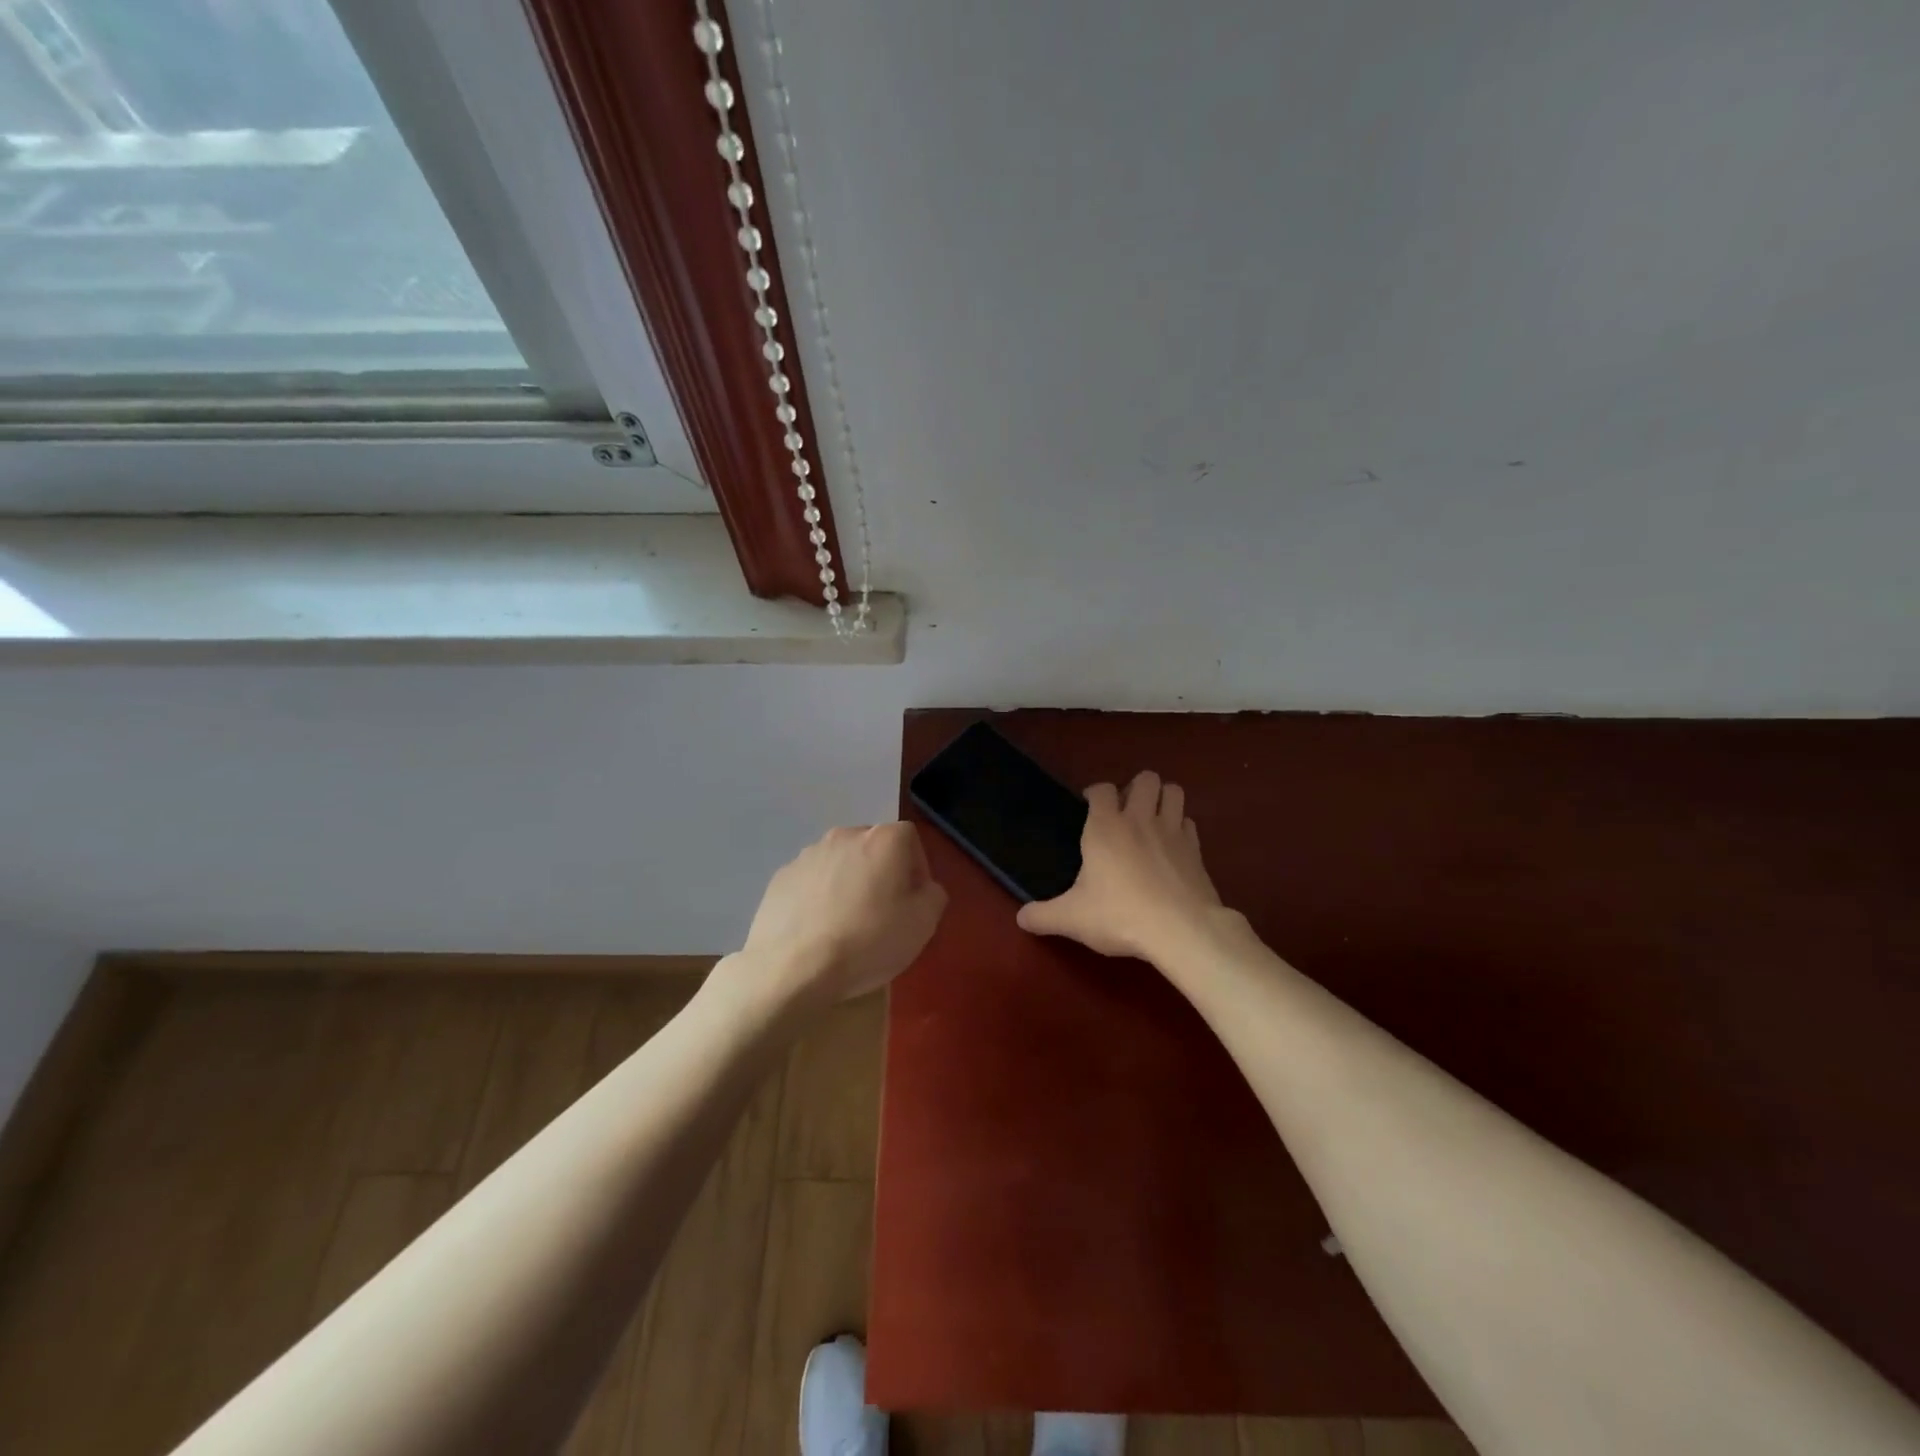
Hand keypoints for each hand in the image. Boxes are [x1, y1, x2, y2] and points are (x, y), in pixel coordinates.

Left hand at [732, 822, 947, 1010]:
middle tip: (882, 913)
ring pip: (840, 864)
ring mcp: (807, 854)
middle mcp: (844, 835)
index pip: (910, 839)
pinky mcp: (781, 877)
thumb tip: (923, 888)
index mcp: (883, 839)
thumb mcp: (923, 924)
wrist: (792, 968)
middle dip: (881, 874)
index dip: (917, 869)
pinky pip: (811, 882)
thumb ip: (933, 895)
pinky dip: (818, 898)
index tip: (913, 902)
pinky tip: (818, 931)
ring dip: (848, 884)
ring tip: (846, 925)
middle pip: (872, 848)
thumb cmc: (867, 941)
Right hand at [1017, 770, 1229, 963]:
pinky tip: (1172, 846)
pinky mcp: (1196, 850)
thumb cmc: (1119, 915)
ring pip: (1173, 791)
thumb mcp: (1072, 919)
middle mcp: (1139, 819)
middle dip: (1135, 787)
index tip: (1088, 806)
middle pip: (1145, 778)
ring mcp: (1172, 831)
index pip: (1102, 788)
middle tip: (1125, 811)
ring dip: (1163, 798)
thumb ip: (1043, 916)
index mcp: (1105, 827)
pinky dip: (1180, 827)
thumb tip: (1021, 918)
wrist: (1181, 930)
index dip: (1095, 792)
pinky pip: (1189, 823)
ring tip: (1151, 819)